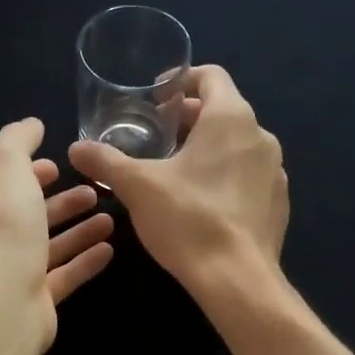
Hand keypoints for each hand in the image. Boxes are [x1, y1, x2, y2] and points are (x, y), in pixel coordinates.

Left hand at [0, 118, 114, 352]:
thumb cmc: (0, 226)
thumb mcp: (3, 165)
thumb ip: (17, 140)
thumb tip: (32, 125)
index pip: (2, 184)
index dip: (27, 172)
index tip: (57, 164)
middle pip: (29, 216)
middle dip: (60, 202)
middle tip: (93, 190)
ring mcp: (13, 273)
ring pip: (50, 246)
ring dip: (78, 230)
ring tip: (111, 217)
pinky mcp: (37, 301)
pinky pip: (65, 276)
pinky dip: (85, 261)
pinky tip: (110, 250)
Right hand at [68, 64, 287, 299]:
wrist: (238, 279)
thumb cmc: (188, 220)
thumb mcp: (137, 187)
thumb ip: (105, 162)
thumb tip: (76, 149)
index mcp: (231, 118)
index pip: (211, 75)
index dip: (182, 81)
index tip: (157, 100)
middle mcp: (260, 136)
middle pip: (224, 111)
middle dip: (190, 119)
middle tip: (157, 137)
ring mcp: (275, 171)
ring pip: (238, 146)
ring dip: (208, 150)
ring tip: (176, 172)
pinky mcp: (278, 203)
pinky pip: (249, 177)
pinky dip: (226, 178)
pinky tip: (203, 203)